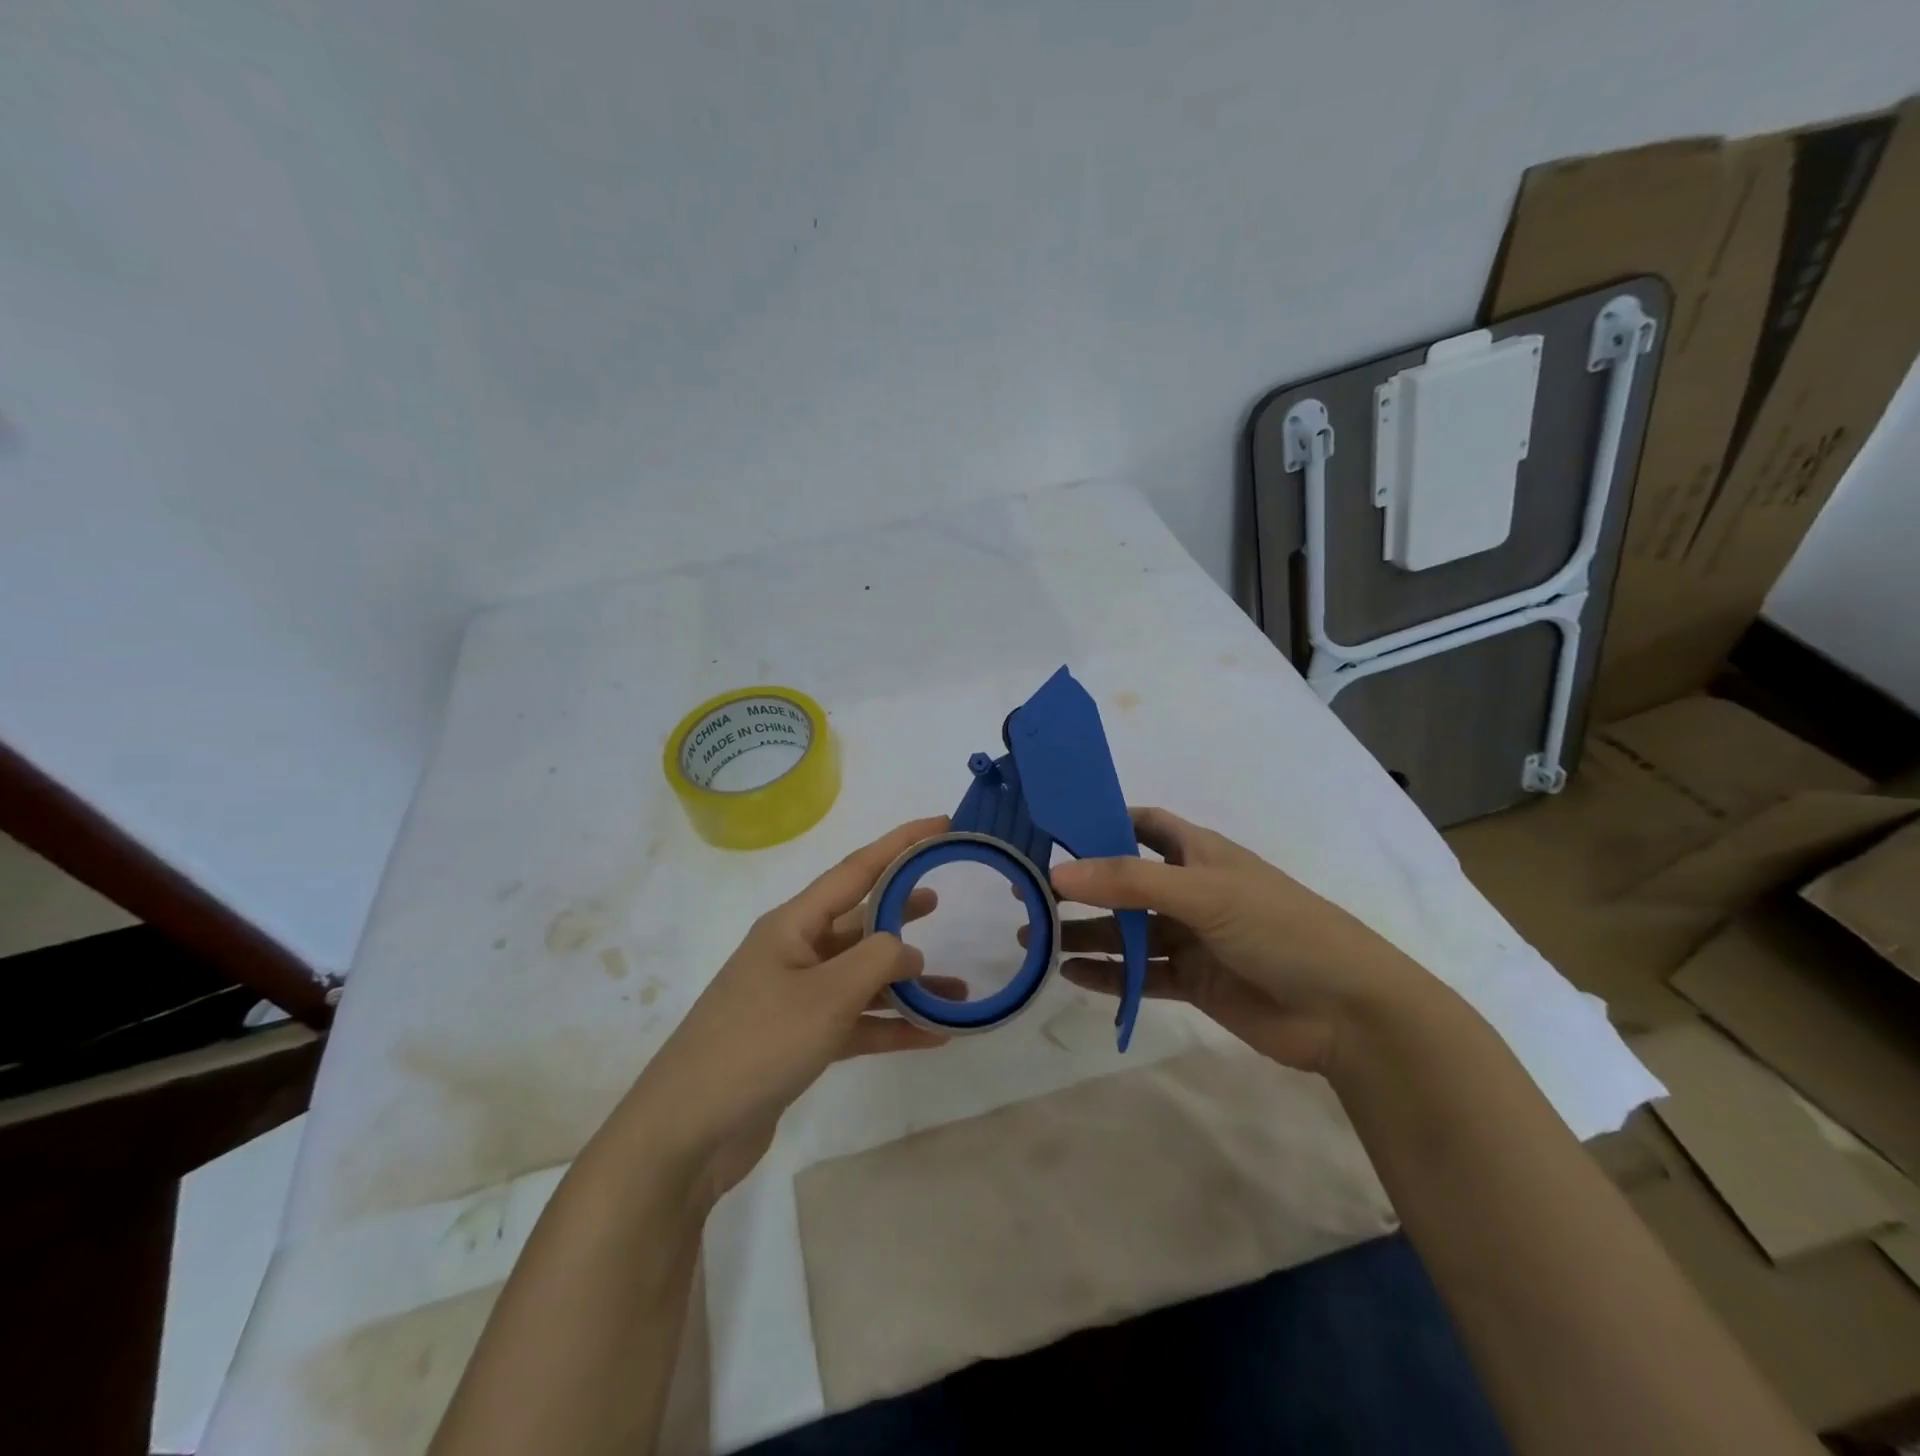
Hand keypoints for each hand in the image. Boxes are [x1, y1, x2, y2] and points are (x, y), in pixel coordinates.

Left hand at [622, 816, 962, 1207]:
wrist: (688, 1131)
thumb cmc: (757, 1043)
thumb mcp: (826, 995)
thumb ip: (877, 961)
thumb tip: (908, 950)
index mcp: (793, 924)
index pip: (856, 869)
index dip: (900, 843)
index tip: (940, 824)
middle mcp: (794, 952)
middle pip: (859, 920)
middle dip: (901, 910)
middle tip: (942, 900)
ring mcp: (795, 997)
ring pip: (862, 977)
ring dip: (907, 984)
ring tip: (957, 989)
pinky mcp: (799, 1040)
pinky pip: (855, 1020)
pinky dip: (891, 1025)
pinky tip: (933, 1036)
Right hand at [1044, 807, 1427, 1073]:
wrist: (1348, 1011)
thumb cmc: (1279, 928)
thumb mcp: (1203, 893)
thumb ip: (1129, 882)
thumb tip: (1056, 873)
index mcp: (1198, 853)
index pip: (1141, 824)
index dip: (1100, 821)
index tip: (1051, 828)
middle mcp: (1190, 890)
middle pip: (1123, 882)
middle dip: (1080, 886)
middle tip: (1027, 893)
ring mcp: (1191, 938)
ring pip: (1126, 931)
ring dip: (1085, 934)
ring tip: (1034, 938)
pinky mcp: (1194, 982)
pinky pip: (1140, 975)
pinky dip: (1108, 975)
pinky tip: (1069, 976)